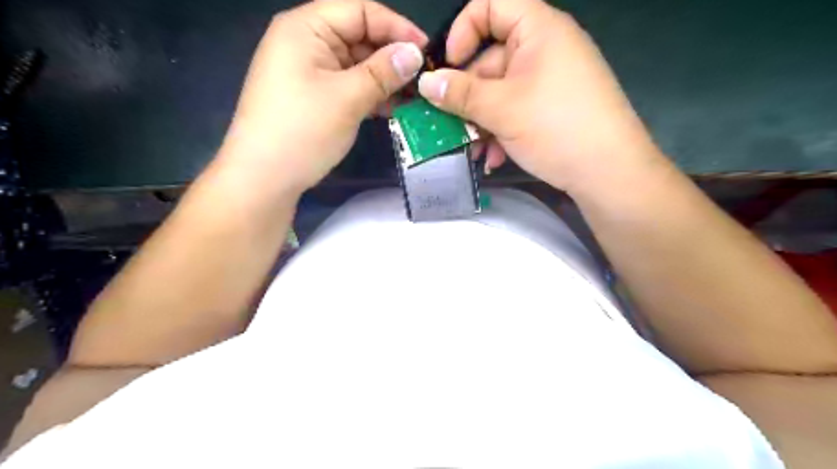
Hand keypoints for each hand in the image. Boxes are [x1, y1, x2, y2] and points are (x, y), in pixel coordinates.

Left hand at [217, 0, 424, 192]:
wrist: (264, 178)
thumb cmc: (302, 131)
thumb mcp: (347, 98)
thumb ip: (384, 72)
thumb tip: (416, 53)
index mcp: (307, 28)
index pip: (361, 11)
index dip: (397, 27)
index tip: (427, 51)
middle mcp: (308, 43)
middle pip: (360, 37)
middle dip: (393, 57)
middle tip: (425, 80)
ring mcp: (310, 72)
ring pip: (358, 66)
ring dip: (386, 80)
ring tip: (415, 97)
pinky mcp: (315, 97)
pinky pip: (350, 86)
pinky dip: (372, 95)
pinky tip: (394, 108)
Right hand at [422, 0, 664, 191]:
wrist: (608, 172)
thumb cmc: (555, 127)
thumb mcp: (501, 109)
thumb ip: (460, 93)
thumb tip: (425, 82)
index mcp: (538, 30)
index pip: (490, 6)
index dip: (462, 31)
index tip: (447, 67)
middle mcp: (544, 49)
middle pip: (490, 59)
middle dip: (467, 95)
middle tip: (449, 123)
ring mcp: (549, 81)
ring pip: (499, 92)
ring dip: (480, 121)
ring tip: (474, 149)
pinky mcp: (551, 108)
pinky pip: (515, 110)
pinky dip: (500, 131)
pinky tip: (494, 157)